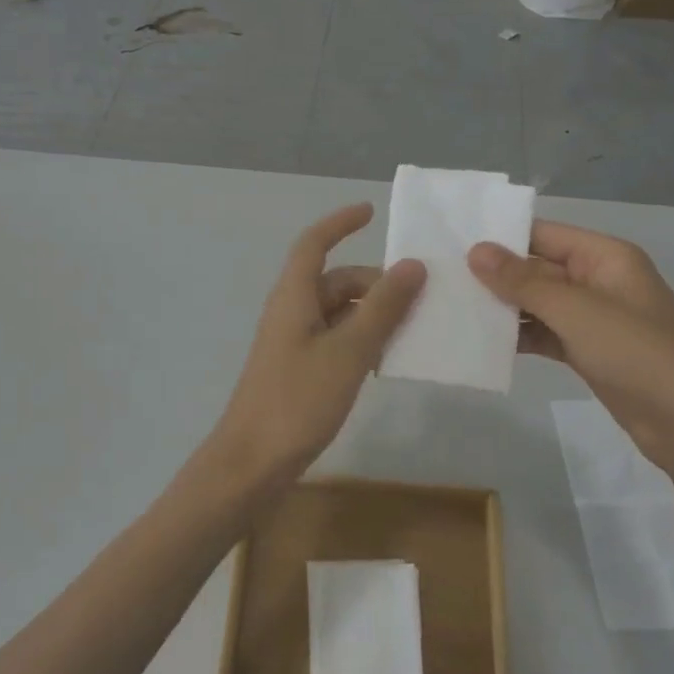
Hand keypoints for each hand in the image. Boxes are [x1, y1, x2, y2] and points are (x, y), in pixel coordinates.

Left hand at [198, 204, 424, 506]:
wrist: (253, 461)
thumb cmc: (299, 399)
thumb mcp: (349, 350)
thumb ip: (383, 308)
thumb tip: (412, 265)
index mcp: (294, 296)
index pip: (314, 243)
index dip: (340, 223)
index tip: (372, 211)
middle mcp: (290, 311)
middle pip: (334, 280)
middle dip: (375, 282)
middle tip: (421, 296)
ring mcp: (292, 342)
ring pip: (338, 312)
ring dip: (372, 313)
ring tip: (414, 328)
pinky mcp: (298, 369)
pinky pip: (335, 339)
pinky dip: (361, 339)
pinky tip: (387, 361)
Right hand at [468, 222, 673, 480]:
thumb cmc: (638, 355)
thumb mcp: (577, 311)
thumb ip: (524, 281)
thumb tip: (476, 250)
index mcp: (604, 257)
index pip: (542, 234)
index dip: (500, 237)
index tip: (450, 242)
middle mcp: (598, 279)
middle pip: (537, 267)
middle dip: (494, 274)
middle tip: (441, 278)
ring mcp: (593, 317)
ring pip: (537, 302)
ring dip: (502, 306)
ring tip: (451, 307)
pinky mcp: (587, 350)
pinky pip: (544, 332)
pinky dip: (518, 335)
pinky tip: (481, 341)